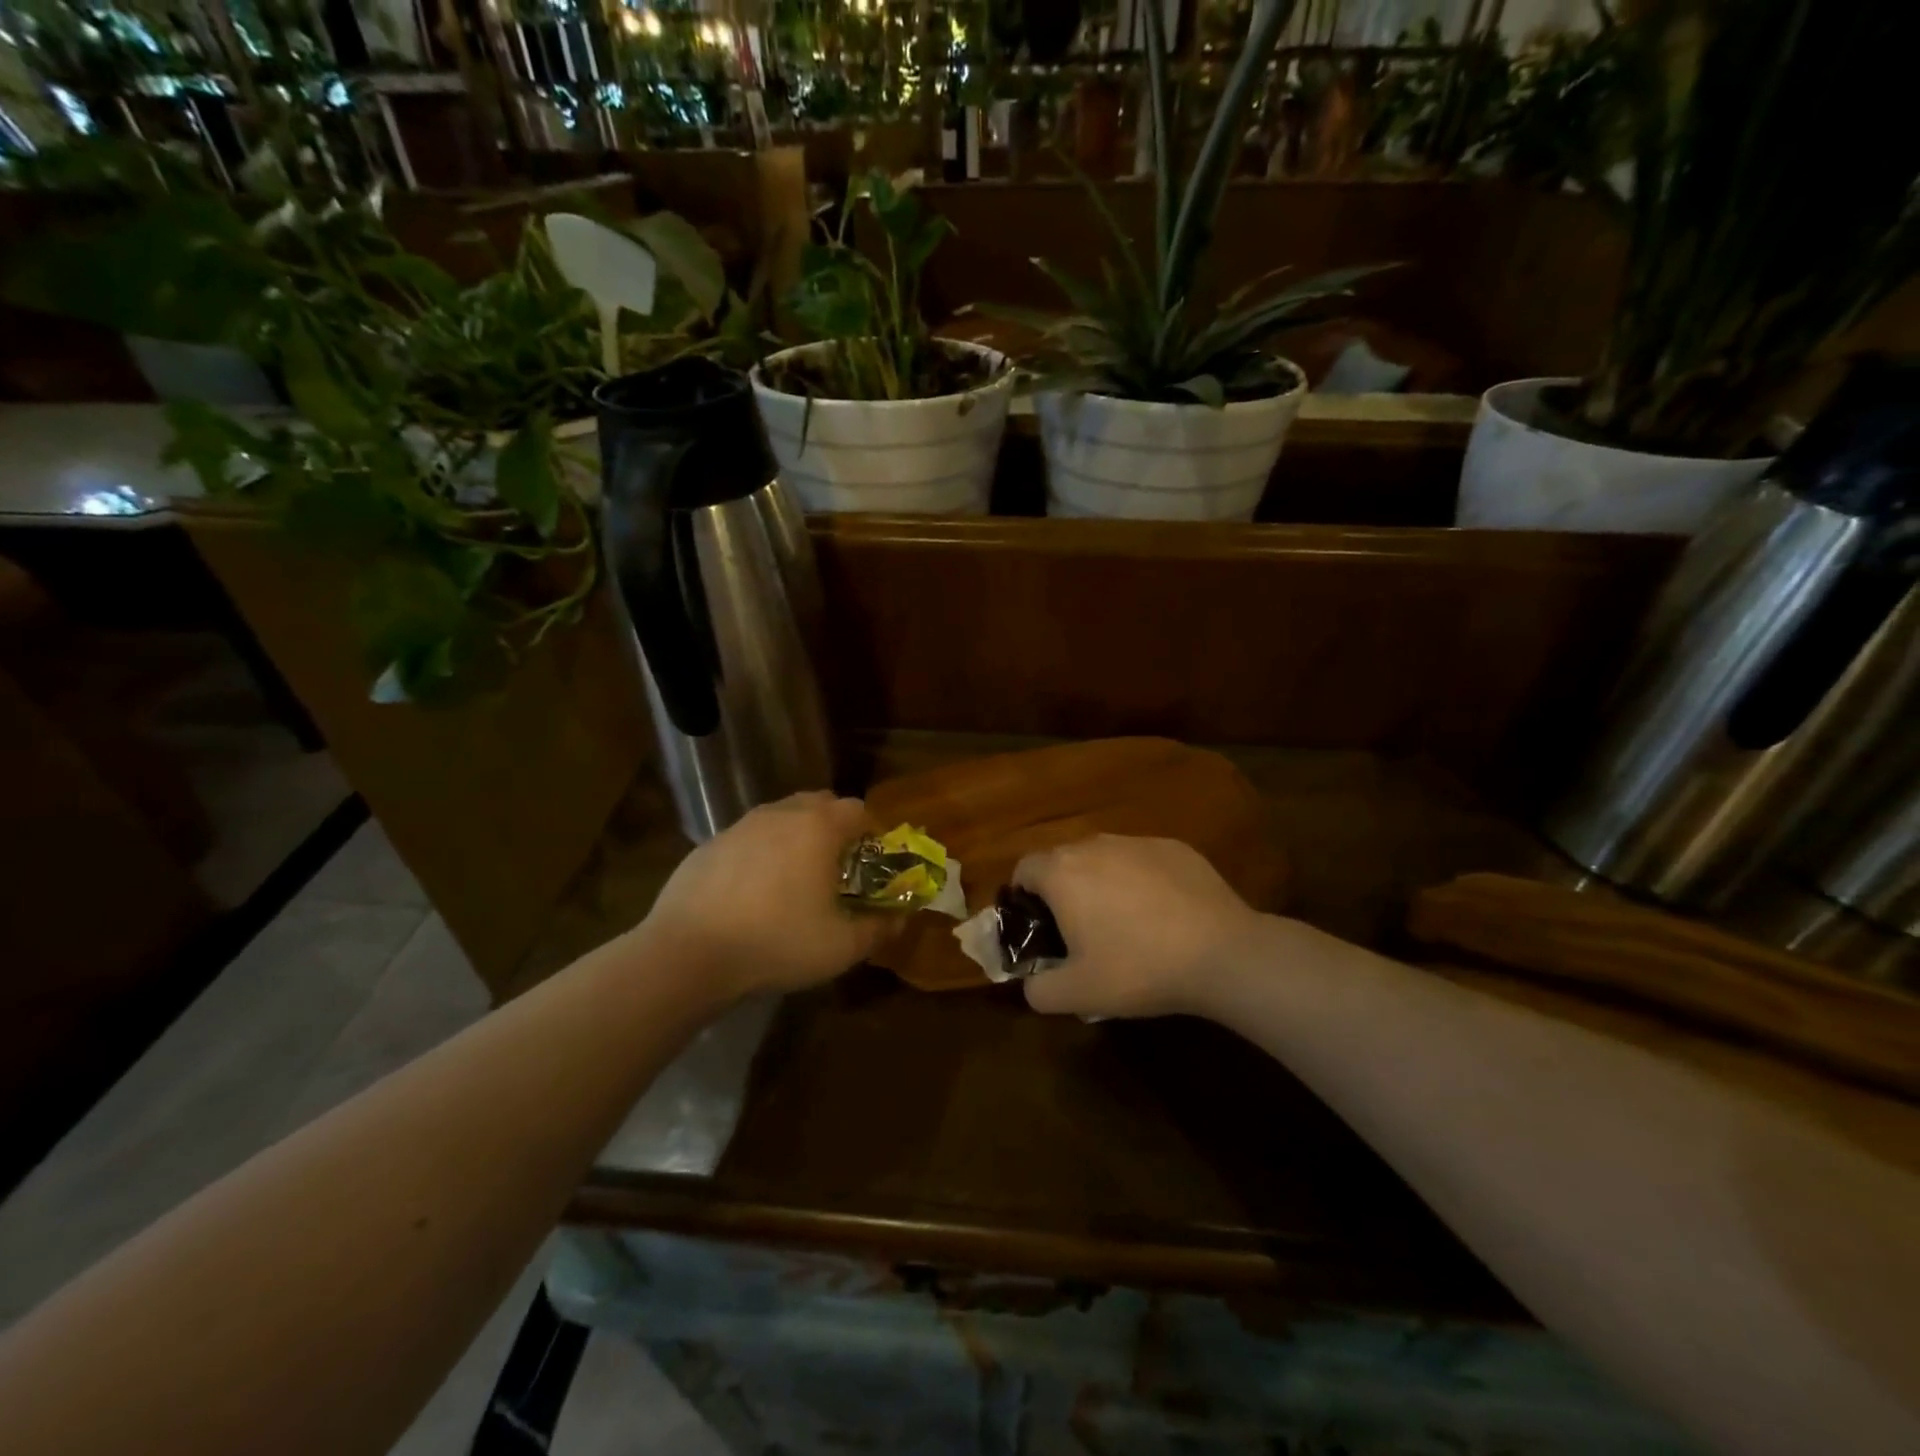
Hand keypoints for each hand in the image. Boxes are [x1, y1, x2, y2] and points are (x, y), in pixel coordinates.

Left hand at [643, 791, 891, 1000]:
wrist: (687, 954)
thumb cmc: (777, 942)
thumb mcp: (841, 946)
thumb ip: (879, 929)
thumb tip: (899, 918)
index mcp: (818, 827)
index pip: (859, 810)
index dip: (873, 833)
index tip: (873, 864)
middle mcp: (781, 814)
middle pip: (820, 804)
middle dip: (836, 828)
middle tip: (838, 869)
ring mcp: (740, 826)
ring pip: (782, 818)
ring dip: (797, 838)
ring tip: (795, 881)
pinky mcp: (709, 844)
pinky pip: (749, 839)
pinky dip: (761, 854)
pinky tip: (753, 893)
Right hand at [1012, 834, 1268, 1018]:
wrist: (1222, 953)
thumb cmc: (1138, 969)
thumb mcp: (1078, 994)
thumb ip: (1038, 990)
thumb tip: (1031, 984)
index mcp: (1062, 872)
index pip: (1024, 869)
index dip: (1022, 897)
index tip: (1037, 927)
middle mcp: (1094, 845)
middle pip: (1063, 860)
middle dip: (1062, 890)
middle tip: (1078, 931)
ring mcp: (1137, 842)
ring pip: (1103, 857)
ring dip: (1100, 882)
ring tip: (1123, 923)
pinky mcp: (1174, 847)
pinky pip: (1141, 860)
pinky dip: (1140, 879)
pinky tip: (1162, 914)